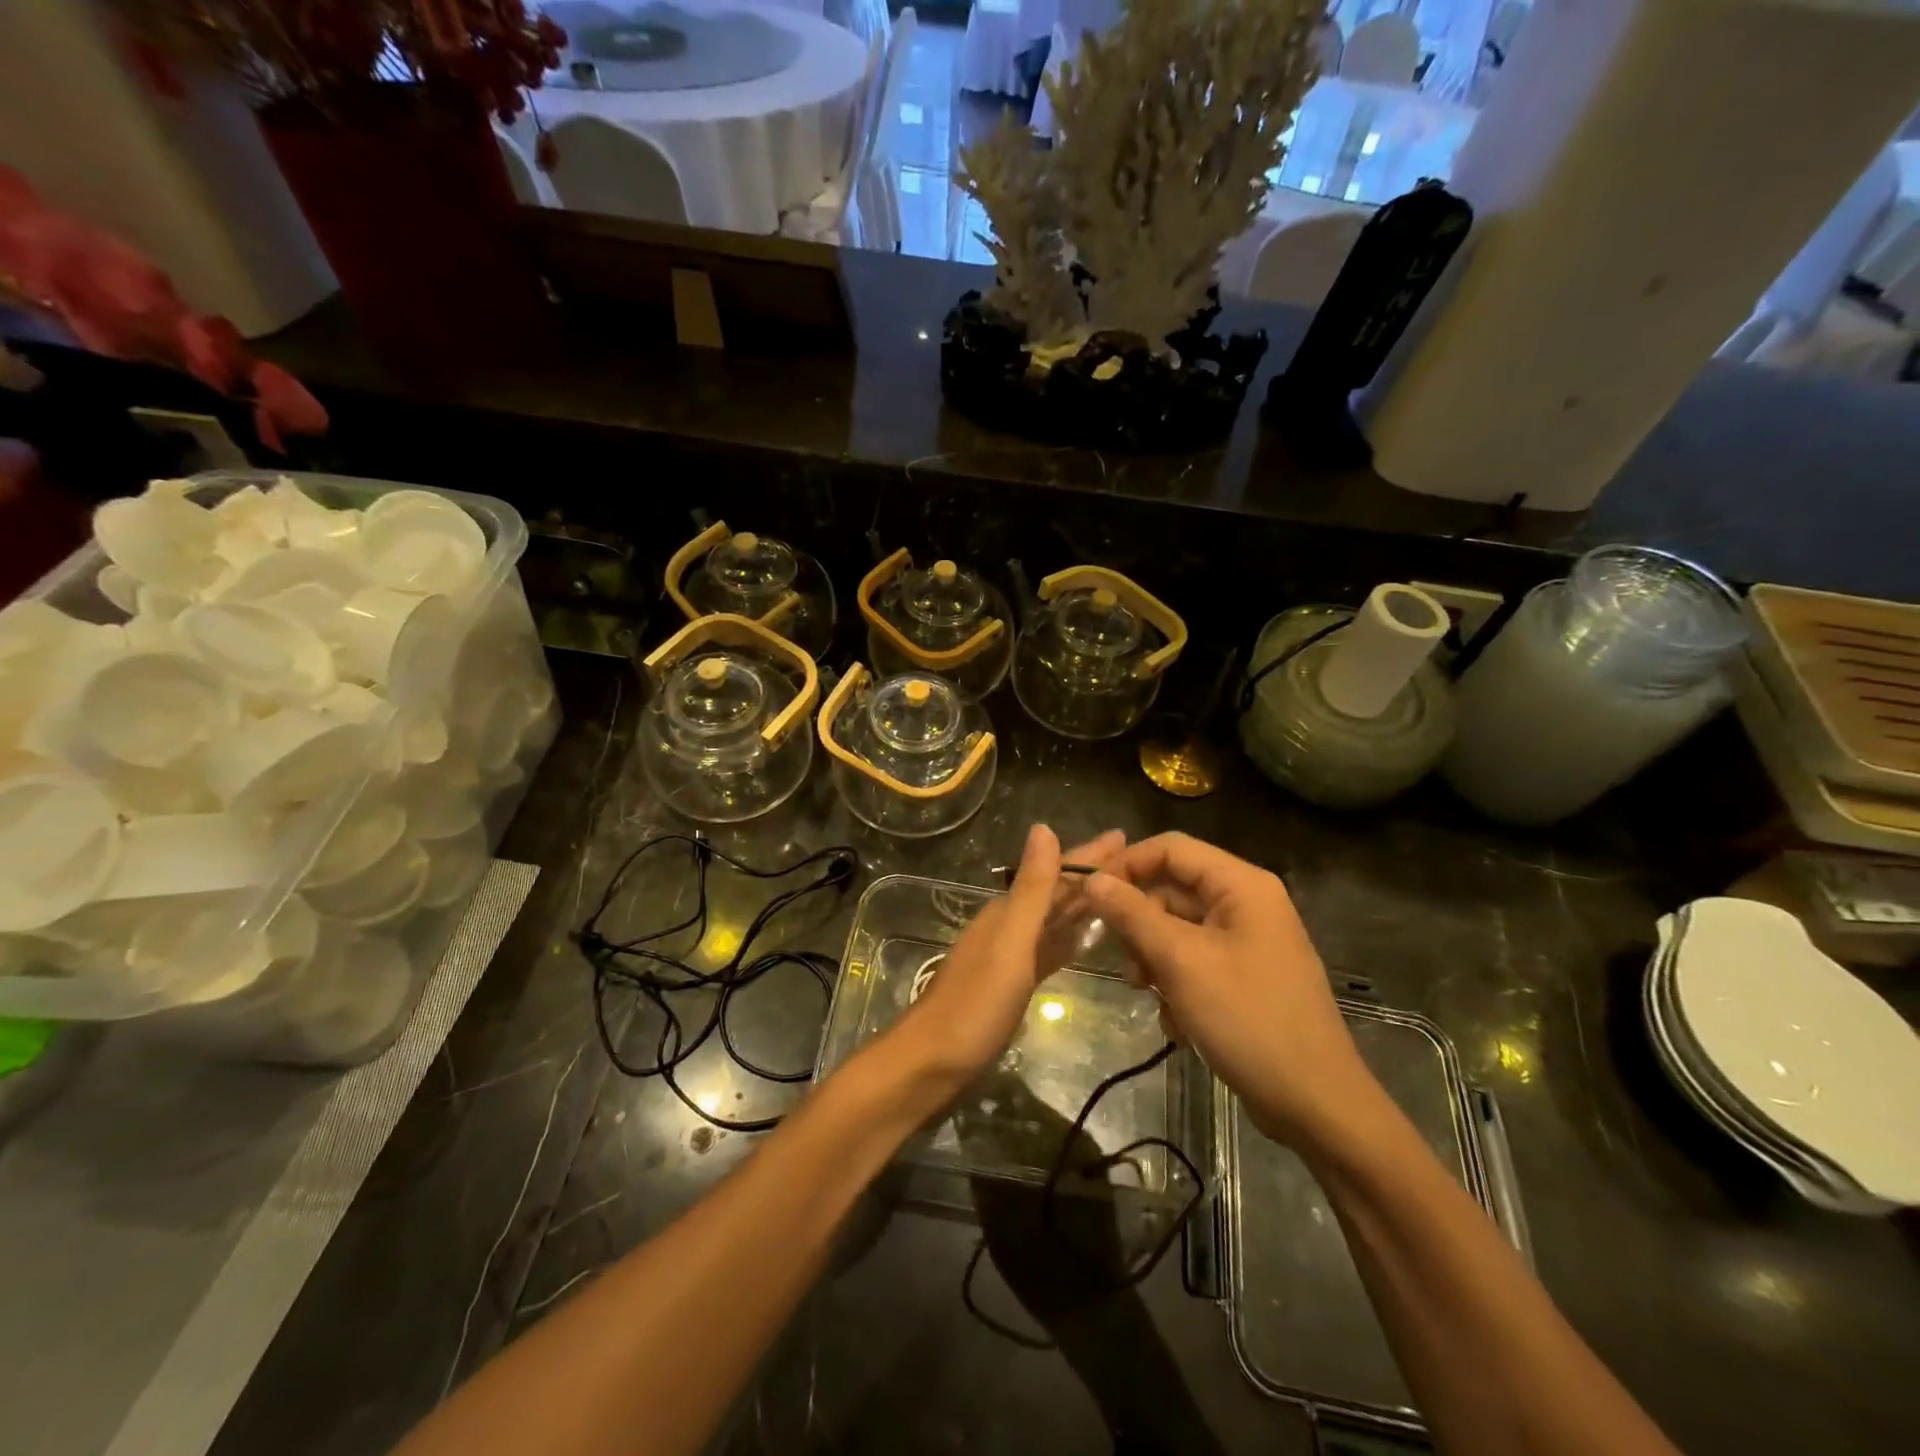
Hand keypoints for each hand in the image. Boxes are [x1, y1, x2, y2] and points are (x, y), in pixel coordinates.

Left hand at [879, 825, 1124, 1091]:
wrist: (932, 1064)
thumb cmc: (974, 1005)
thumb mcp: (1010, 944)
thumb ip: (1031, 890)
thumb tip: (1043, 827)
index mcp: (1009, 912)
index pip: (1056, 872)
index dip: (1089, 856)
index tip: (1123, 836)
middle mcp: (1009, 926)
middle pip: (1057, 893)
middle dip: (1092, 876)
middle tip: (1133, 862)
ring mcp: (1010, 956)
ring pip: (1054, 920)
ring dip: (1083, 905)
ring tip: (1118, 894)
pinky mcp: (1012, 985)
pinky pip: (1048, 951)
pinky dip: (1067, 939)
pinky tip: (1083, 940)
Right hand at [1085, 833, 1375, 1149]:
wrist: (1316, 1105)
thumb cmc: (1248, 1019)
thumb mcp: (1181, 961)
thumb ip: (1132, 914)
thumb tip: (1093, 878)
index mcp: (1241, 885)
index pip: (1170, 848)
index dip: (1126, 864)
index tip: (1089, 895)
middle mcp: (1246, 903)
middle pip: (1172, 890)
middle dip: (1141, 925)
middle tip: (1126, 964)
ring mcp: (1247, 941)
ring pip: (1178, 929)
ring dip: (1154, 959)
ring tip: (1150, 995)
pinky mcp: (1245, 976)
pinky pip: (1194, 961)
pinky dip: (1176, 984)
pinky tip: (1178, 1022)